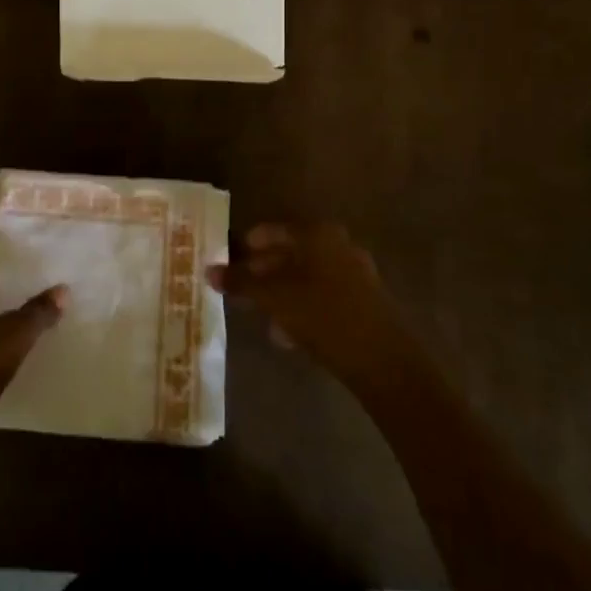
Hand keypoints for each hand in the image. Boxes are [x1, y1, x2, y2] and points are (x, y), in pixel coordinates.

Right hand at [209, 224, 418, 391]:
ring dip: (282, 292)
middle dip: (264, 271)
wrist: (382, 359)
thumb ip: (241, 282)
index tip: (229, 262)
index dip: (248, 245)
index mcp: (317, 234)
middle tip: (241, 289)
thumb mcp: (274, 297)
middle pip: (291, 252)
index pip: (272, 231)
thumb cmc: (322, 314)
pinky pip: (323, 295)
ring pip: (307, 276)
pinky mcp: (364, 301)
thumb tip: (208, 271)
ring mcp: (355, 272)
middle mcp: (338, 245)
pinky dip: (303, 306)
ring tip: (261, 314)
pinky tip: (288, 333)